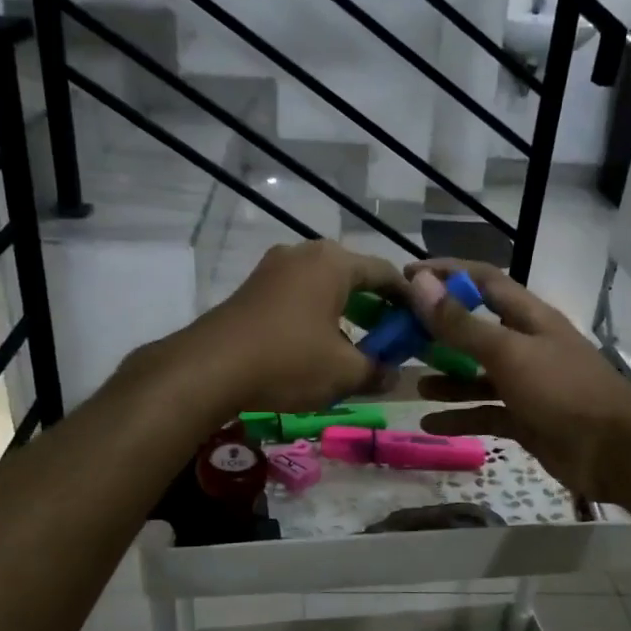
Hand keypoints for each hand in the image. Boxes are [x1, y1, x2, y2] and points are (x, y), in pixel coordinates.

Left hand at [179, 240, 405, 415]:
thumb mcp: (344, 372)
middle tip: (391, 339)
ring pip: (324, 287)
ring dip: (346, 314)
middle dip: (376, 308)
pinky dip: (318, 316)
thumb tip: (395, 376)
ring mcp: (274, 268)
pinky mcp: (253, 288)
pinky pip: (298, 296)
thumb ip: (377, 370)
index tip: (421, 325)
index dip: (409, 300)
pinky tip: (319, 346)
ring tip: (357, 347)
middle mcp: (304, 253)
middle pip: (354, 277)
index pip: (386, 273)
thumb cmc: (287, 361)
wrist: (209, 368)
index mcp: (334, 263)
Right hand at [405, 259, 630, 501]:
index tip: (406, 277)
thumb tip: (420, 284)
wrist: (615, 453)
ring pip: (478, 375)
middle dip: (439, 330)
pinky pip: (485, 413)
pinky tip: (429, 423)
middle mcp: (526, 345)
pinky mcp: (526, 419)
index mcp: (529, 318)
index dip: (447, 273)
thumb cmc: (563, 391)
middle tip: (398, 335)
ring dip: (447, 378)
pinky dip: (460, 416)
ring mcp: (527, 384)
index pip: (483, 281)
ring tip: (413, 384)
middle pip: (476, 329)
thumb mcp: (509, 353)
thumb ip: (463, 324)